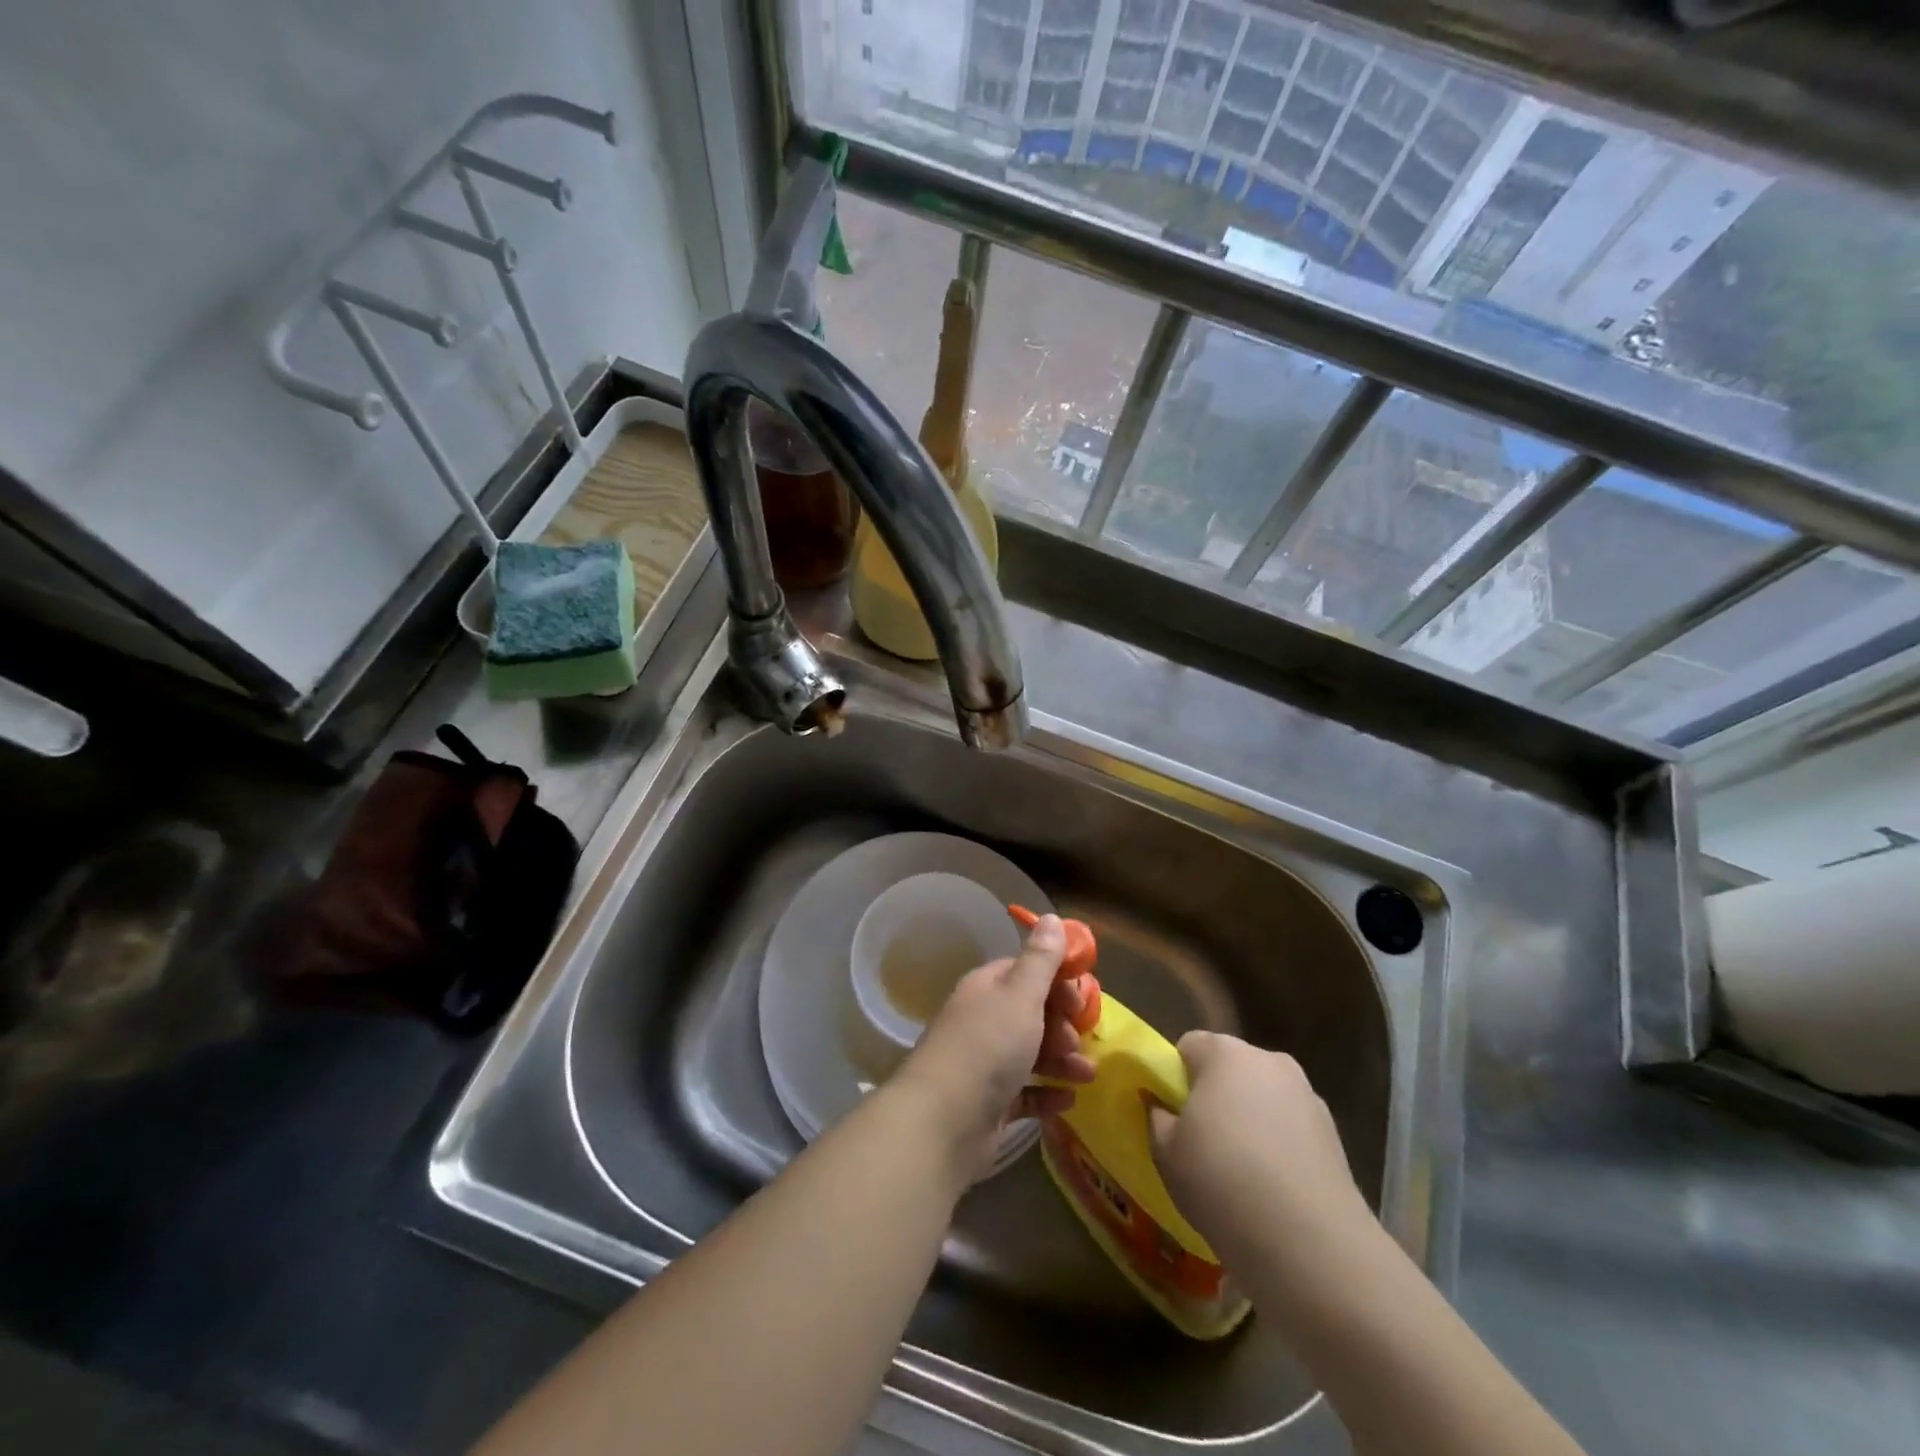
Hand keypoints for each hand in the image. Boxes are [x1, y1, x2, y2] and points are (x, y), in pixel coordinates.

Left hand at [892, 914, 1095, 1180]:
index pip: (1026, 973)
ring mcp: (984, 1064)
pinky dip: (1047, 1094)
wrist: (943, 1121)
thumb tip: (1049, 917)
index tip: (1080, 998)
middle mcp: (983, 1020)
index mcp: (987, 988)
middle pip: (1032, 1014)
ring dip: (1062, 1061)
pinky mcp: (989, 1104)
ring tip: (1086, 1075)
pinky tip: (1068, 1101)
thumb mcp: (1020, 995)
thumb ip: (1040, 959)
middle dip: (1063, 1025)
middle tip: (1077, 1041)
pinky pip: (1025, 1093)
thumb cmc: (987, 1047)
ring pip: (1032, 1053)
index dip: (1057, 982)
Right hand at [1148, 1032, 1372, 1273]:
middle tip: (1202, 1143)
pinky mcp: (1336, 1138)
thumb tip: (1164, 1110)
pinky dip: (1281, 1149)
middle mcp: (1270, 1062)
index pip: (1189, 1046)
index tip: (1172, 1115)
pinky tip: (1273, 1192)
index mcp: (1225, 1053)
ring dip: (1251, 1122)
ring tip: (1241, 1174)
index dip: (1175, 1077)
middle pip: (1231, 1069)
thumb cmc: (1223, 1182)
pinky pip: (1293, 1132)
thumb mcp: (1166, 1153)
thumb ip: (1159, 1119)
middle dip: (1216, 1097)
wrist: (1310, 1246)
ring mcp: (1309, 1098)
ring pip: (1265, 1100)